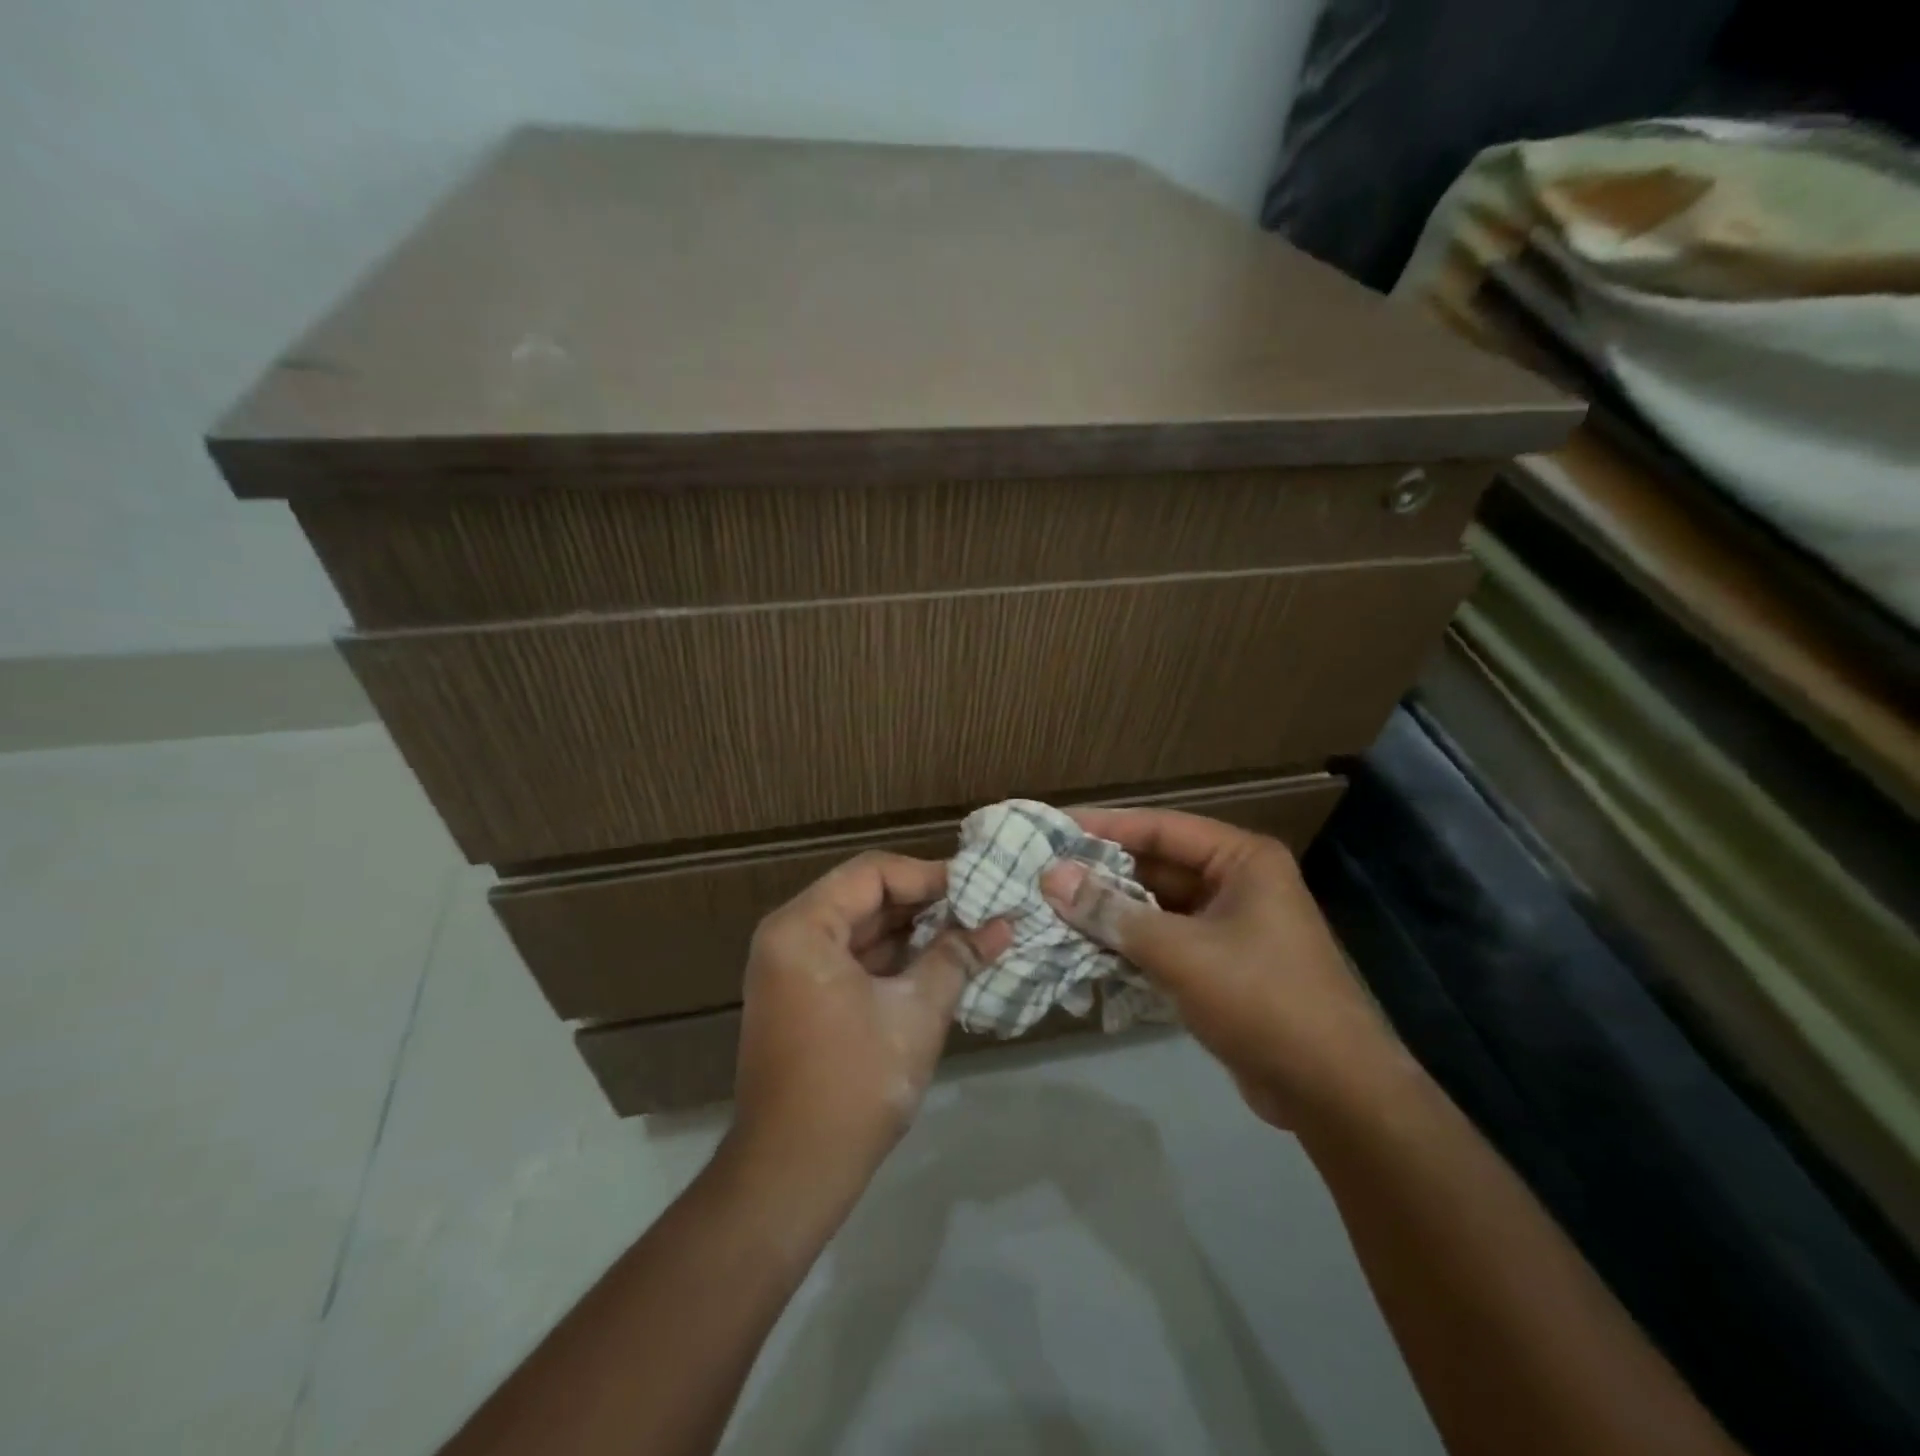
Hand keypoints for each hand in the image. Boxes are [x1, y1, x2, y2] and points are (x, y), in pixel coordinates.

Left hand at [730, 851, 1011, 1195]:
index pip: (873, 873)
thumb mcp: (916, 1013)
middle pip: (865, 896)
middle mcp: (789, 936)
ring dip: (913, 932)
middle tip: (982, 909)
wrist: (791, 1174)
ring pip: (861, 928)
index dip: (929, 876)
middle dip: (925, 904)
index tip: (979, 888)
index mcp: (802, 927)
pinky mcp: (802, 997)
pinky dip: (893, 959)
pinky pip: (852, 959)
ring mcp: (792, 968)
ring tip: (971, 933)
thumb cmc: (853, 1085)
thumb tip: (1002, 925)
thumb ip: (956, 957)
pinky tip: (939, 963)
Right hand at [1040, 809, 1404, 1127]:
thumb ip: (1113, 913)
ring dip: (1109, 911)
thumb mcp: (1181, 952)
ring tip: (1050, 908)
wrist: (1331, 1092)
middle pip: (1154, 867)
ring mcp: (1227, 926)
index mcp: (1240, 860)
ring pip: (1154, 907)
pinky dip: (1127, 944)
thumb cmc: (1262, 1000)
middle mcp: (1235, 883)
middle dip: (1100, 873)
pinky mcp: (1218, 964)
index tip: (1051, 827)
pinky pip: (1162, 940)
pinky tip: (1081, 948)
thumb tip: (1052, 877)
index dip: (1103, 826)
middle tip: (1040, 872)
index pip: (1159, 828)